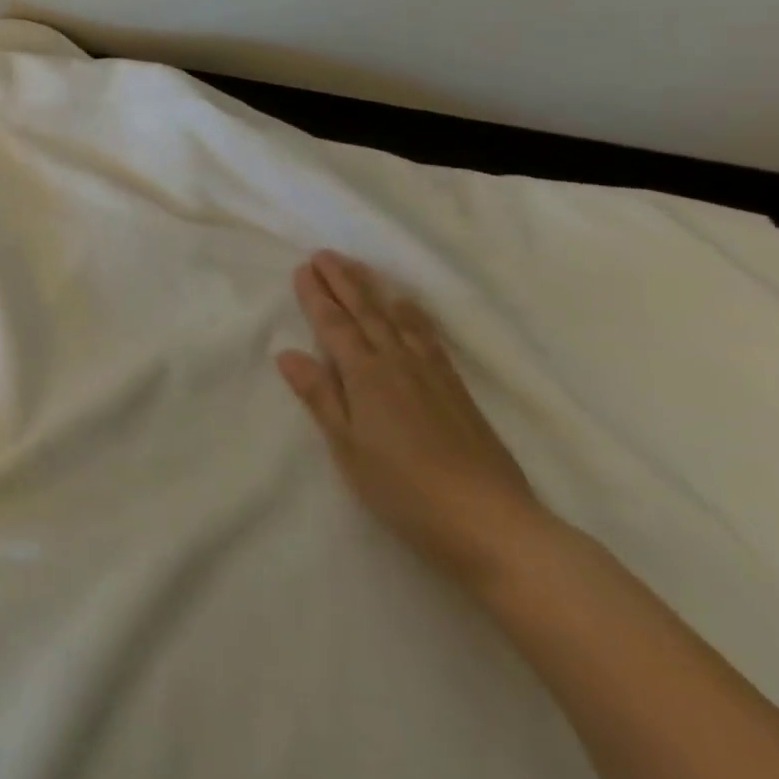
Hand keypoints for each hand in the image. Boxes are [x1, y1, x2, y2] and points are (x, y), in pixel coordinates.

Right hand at [277, 250, 546, 589]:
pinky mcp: (458, 391)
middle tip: (325, 254)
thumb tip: (287, 353)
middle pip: (365, 312)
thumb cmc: (405, 490)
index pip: (334, 325)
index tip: (302, 268)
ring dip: (375, 291)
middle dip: (343, 282)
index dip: (316, 296)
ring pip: (397, 319)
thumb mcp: (348, 448)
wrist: (492, 524)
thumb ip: (320, 397)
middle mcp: (397, 363)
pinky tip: (410, 312)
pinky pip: (428, 337)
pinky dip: (413, 316)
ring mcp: (432, 375)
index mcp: (365, 375)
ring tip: (362, 269)